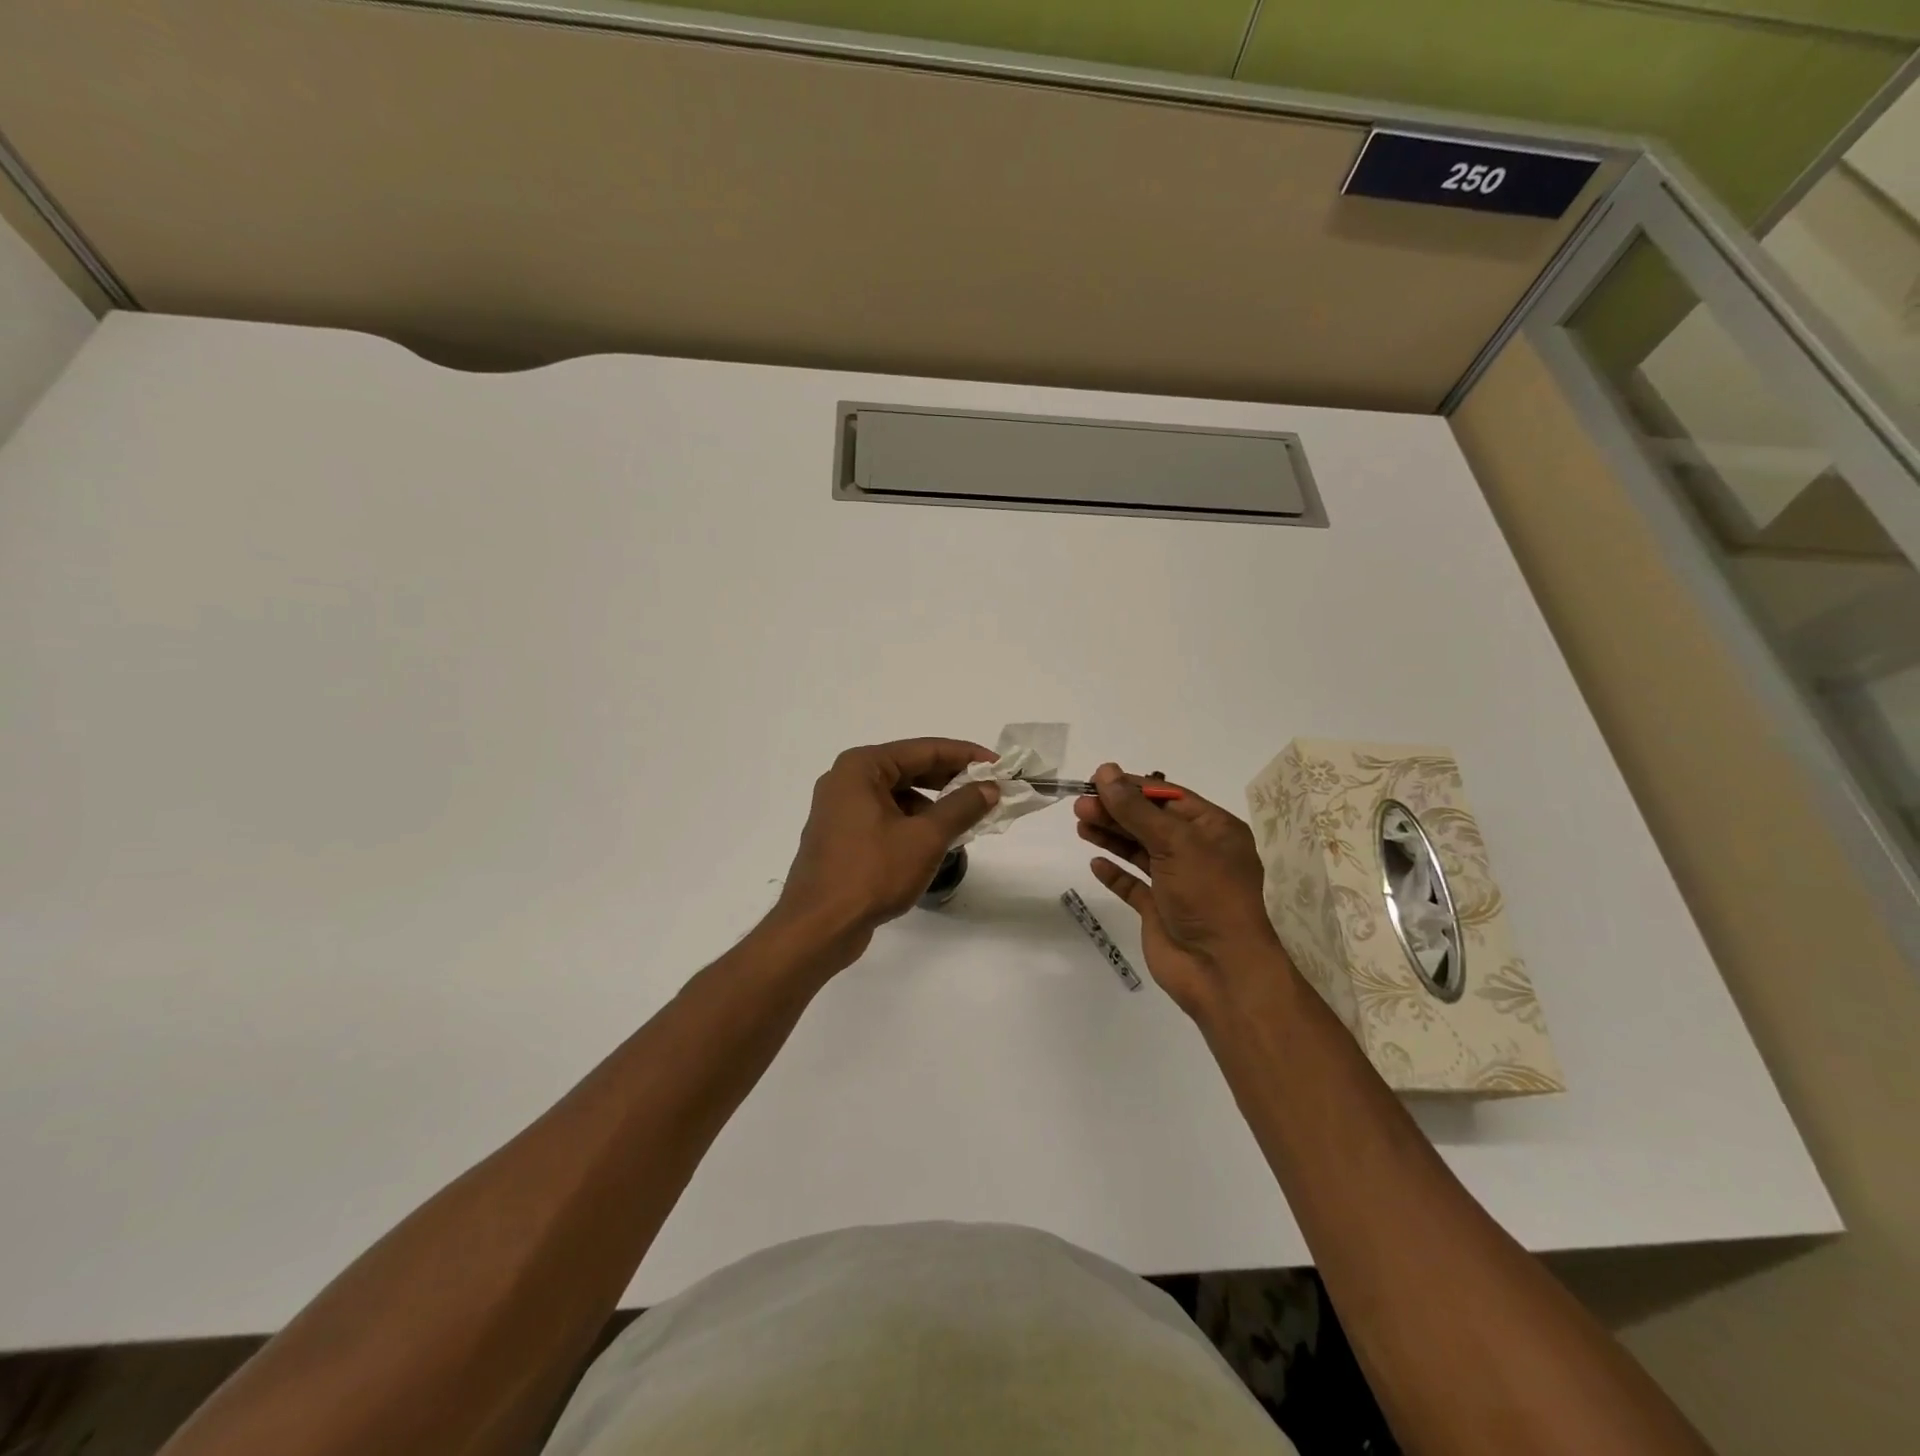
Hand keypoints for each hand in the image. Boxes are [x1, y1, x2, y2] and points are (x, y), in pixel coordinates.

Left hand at [774, 738, 1000, 962]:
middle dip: (951, 780)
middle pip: (909, 769)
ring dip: (933, 805)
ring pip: (898, 795)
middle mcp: (846, 780)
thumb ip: (961, 807)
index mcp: (861, 767)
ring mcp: (840, 809)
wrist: (818, 927)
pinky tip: (936, 842)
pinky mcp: (842, 836)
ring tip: (967, 820)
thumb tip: (990, 787)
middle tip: (989, 790)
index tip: (999, 766)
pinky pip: (885, 816)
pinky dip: (913, 823)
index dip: (965, 756)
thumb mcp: (925, 838)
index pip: (924, 750)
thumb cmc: (871, 873)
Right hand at [1073, 763, 1290, 1018]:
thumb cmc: (1208, 894)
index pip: (1169, 797)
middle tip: (1080, 805)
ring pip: (1140, 850)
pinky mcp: (1160, 910)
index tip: (1097, 780)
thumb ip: (1135, 808)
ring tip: (1080, 825)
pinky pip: (1134, 885)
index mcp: (1214, 829)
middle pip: (1150, 822)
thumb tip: (1105, 771)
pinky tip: (1096, 863)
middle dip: (1116, 811)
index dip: (1133, 787)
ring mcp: (1178, 882)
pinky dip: (1115, 873)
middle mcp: (1198, 852)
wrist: (1220, 970)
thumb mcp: (1174, 842)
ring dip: (1112, 836)